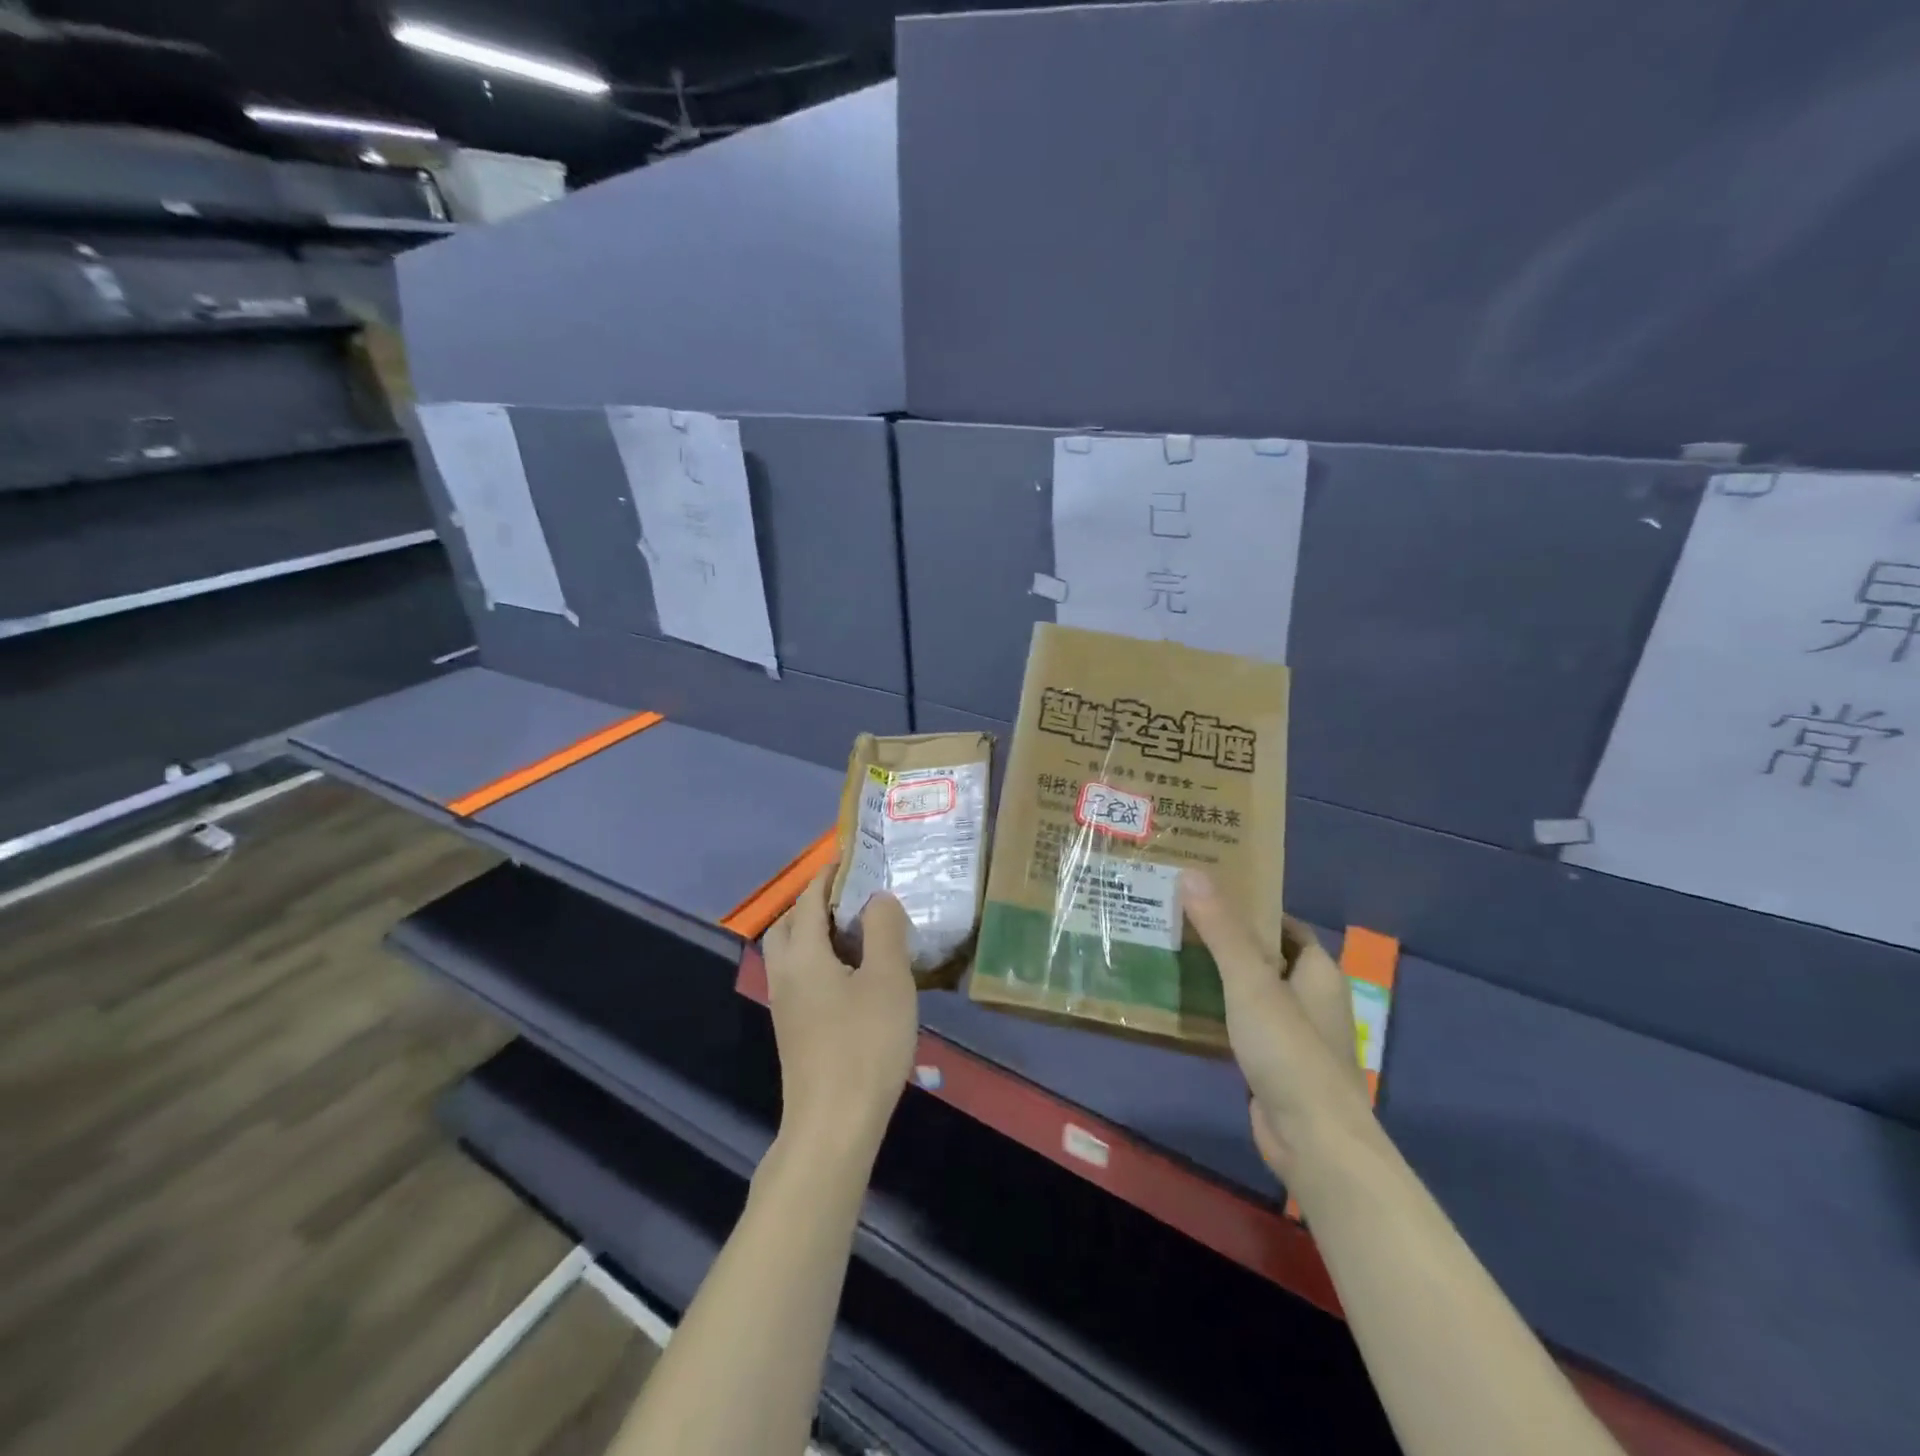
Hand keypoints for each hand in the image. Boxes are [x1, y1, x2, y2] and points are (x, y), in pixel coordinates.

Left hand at [763, 865, 918, 1164]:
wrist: (834, 1125)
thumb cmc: (864, 1044)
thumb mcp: (887, 979)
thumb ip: (883, 929)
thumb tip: (877, 898)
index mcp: (803, 955)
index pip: (808, 899)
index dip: (828, 874)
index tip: (850, 857)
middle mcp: (785, 975)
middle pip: (788, 925)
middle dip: (813, 903)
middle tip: (851, 897)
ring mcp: (786, 1006)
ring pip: (792, 955)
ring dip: (815, 934)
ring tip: (857, 934)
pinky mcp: (794, 1031)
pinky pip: (801, 978)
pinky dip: (820, 962)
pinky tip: (853, 978)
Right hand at [1178, 871, 1375, 1181]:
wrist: (1313, 1141)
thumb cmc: (1290, 1051)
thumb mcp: (1251, 982)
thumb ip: (1222, 930)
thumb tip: (1192, 873)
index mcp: (1318, 972)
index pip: (1284, 924)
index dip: (1251, 905)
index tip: (1208, 890)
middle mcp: (1310, 998)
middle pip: (1264, 955)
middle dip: (1225, 937)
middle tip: (1178, 916)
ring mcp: (1293, 1034)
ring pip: (1250, 991)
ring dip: (1217, 975)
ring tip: (1171, 950)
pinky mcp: (1273, 1063)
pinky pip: (1241, 1023)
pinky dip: (1217, 1010)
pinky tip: (1182, 1003)